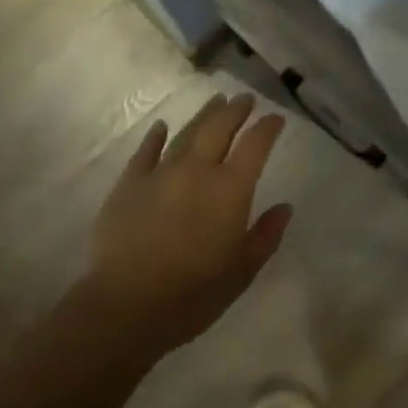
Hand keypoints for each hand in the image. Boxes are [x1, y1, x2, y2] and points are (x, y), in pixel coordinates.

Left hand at [84, 92, 292, 355]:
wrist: (123, 309)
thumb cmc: (192, 294)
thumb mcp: (242, 271)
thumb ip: (266, 235)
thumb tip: (284, 207)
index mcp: (231, 188)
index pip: (256, 144)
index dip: (268, 127)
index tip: (276, 118)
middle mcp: (198, 170)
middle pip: (220, 127)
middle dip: (236, 110)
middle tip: (245, 98)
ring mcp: (160, 174)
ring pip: (187, 133)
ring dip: (205, 115)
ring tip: (216, 100)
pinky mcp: (128, 186)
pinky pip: (145, 152)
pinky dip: (155, 137)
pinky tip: (161, 126)